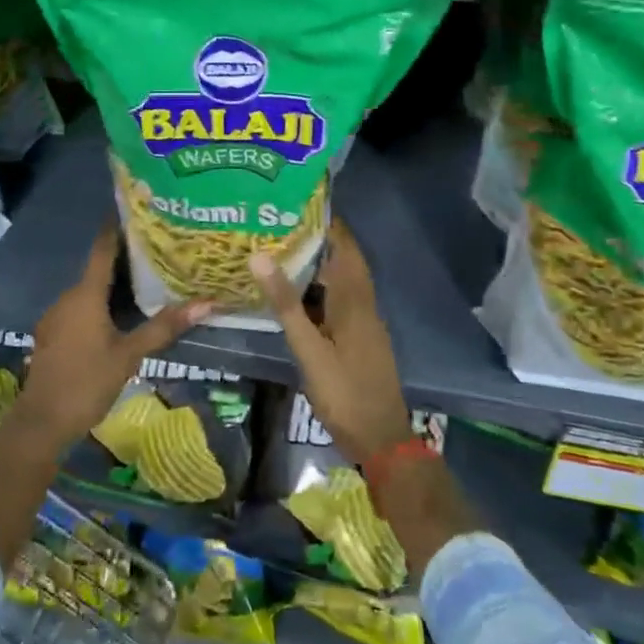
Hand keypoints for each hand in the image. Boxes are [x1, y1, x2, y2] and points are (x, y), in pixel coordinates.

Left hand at [15, 225, 212, 447]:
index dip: (116, 227)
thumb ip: (164, 327)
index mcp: (85, 294)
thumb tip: (206, 303)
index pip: (102, 248)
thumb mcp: (130, 355)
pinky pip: (78, 309)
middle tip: (154, 250)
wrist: (41, 423)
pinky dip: (97, 305)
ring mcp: (55, 317)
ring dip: (110, 285)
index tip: (133, 209)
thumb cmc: (87, 382)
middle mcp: (67, 297)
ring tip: (142, 281)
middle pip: (96, 269)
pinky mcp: (51, 335)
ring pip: (87, 291)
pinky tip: (116, 316)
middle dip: (122, 259)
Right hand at [252, 220, 413, 465]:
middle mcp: (364, 304)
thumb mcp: (309, 350)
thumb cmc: (345, 393)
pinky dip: (322, 288)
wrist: (382, 441)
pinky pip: (341, 299)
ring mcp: (365, 322)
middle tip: (282, 224)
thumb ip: (286, 305)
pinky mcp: (360, 338)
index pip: (344, 246)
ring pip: (343, 281)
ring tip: (283, 249)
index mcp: (354, 300)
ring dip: (320, 263)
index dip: (327, 222)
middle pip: (345, 260)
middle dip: (319, 239)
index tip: (297, 203)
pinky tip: (298, 293)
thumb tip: (260, 256)